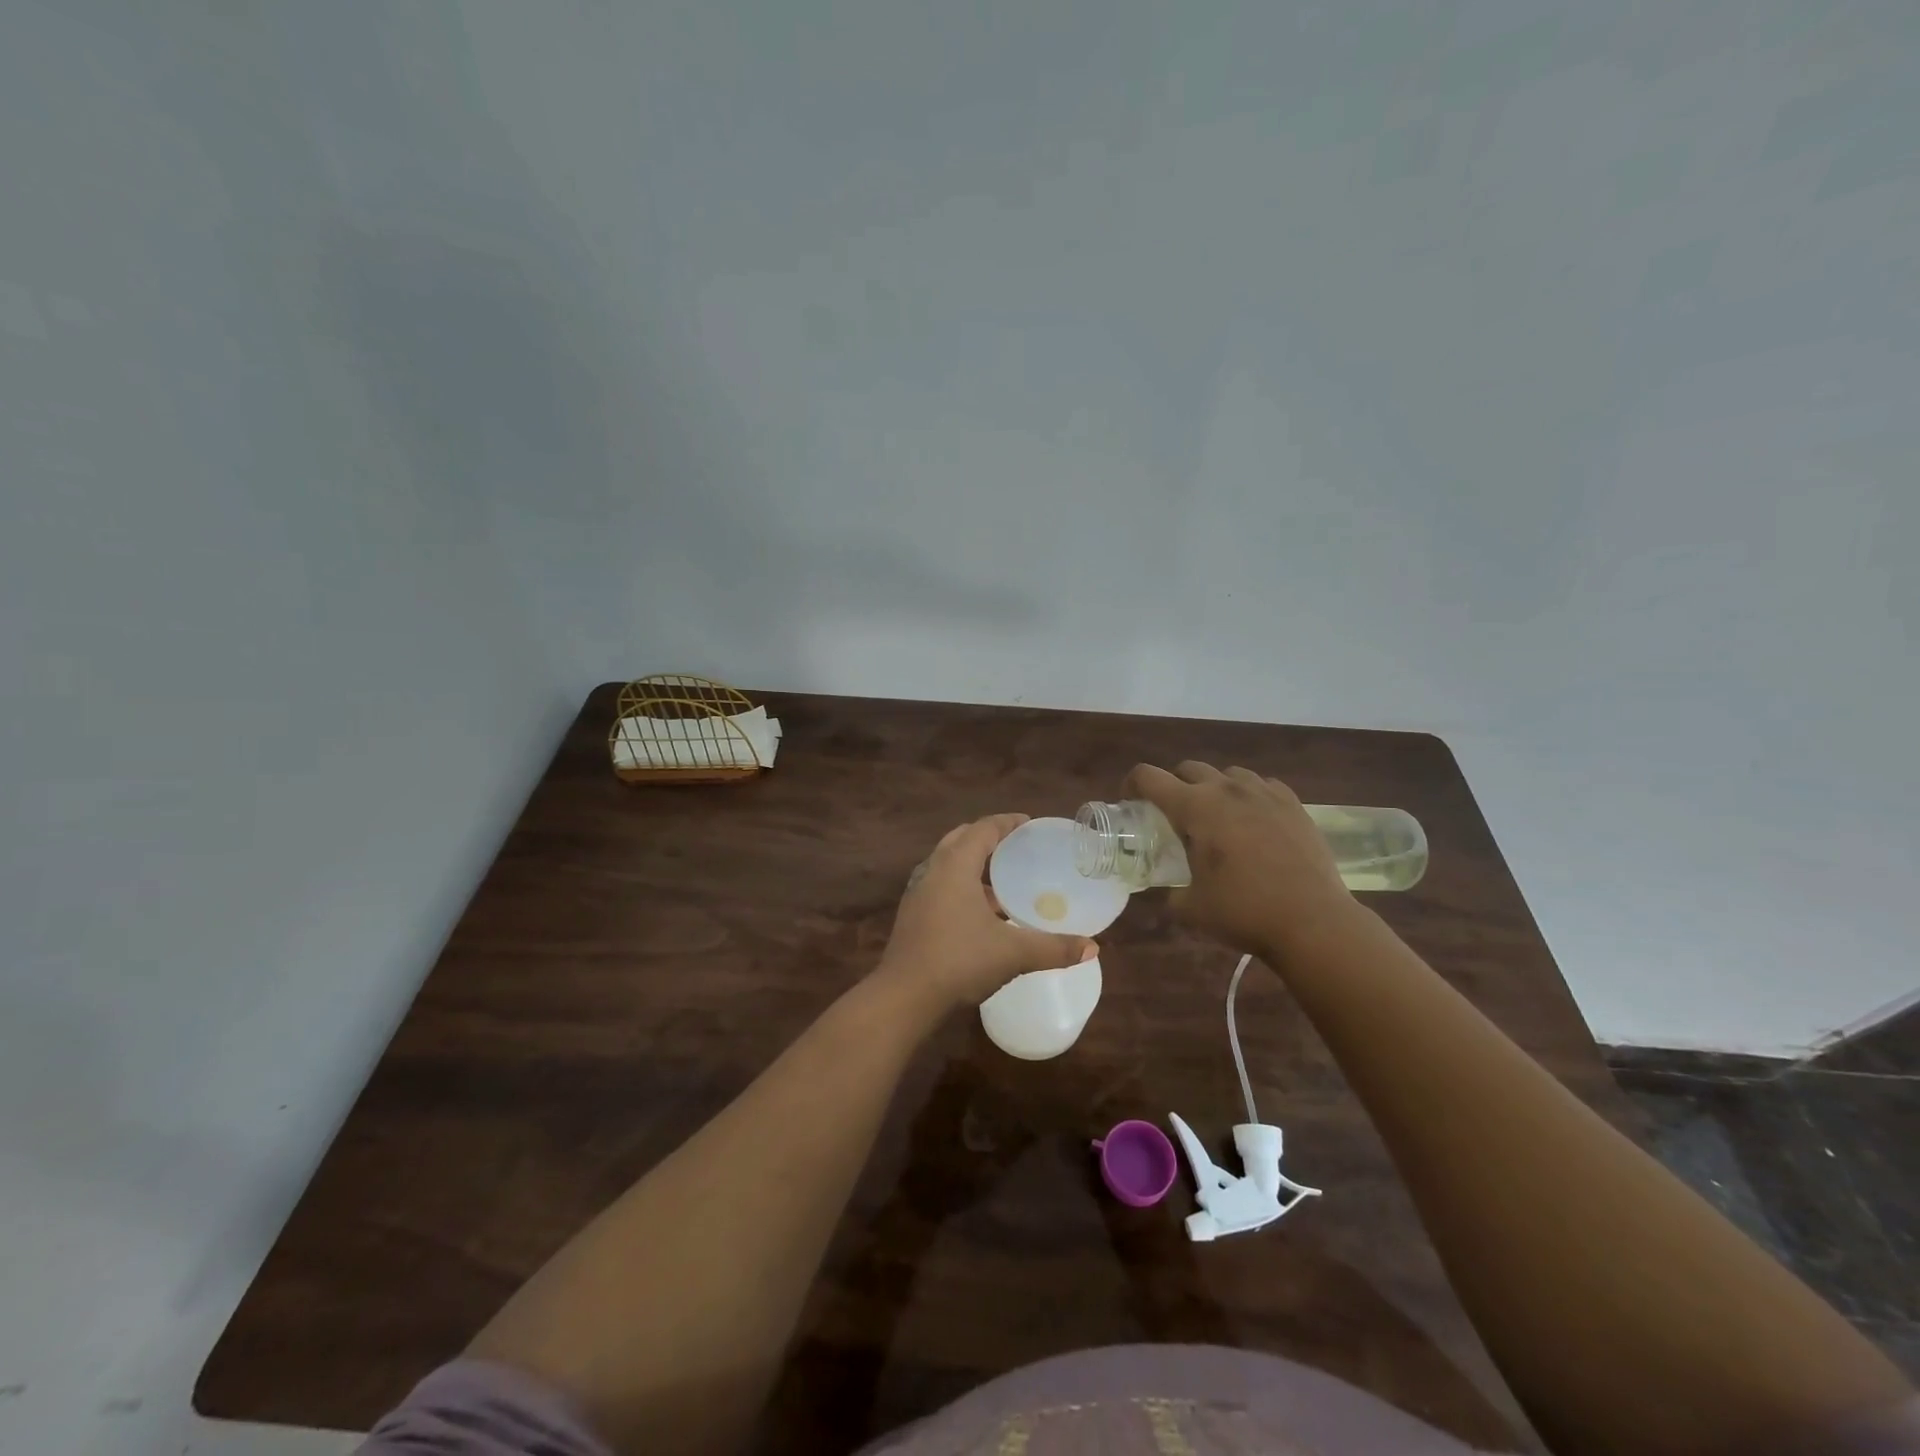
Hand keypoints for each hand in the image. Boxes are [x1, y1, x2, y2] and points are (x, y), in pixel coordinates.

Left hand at [876, 814, 1096, 1015]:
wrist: (904, 997)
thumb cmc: (959, 961)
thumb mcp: (1013, 953)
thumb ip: (1053, 948)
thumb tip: (1093, 948)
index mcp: (955, 865)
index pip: (983, 829)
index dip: (1007, 822)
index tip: (1028, 824)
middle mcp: (933, 870)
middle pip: (961, 839)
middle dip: (988, 838)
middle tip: (1016, 847)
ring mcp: (918, 893)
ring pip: (947, 864)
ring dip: (973, 865)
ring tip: (1002, 882)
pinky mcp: (912, 915)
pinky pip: (940, 886)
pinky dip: (961, 887)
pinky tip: (981, 914)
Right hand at [1124, 761, 1359, 956]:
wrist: (1314, 921)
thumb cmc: (1244, 911)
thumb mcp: (1191, 907)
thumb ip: (1171, 891)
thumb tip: (1169, 890)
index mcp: (1195, 807)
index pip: (1149, 777)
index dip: (1132, 784)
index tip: (1131, 803)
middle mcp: (1227, 789)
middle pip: (1188, 768)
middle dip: (1173, 786)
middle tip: (1173, 816)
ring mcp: (1263, 793)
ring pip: (1227, 773)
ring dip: (1213, 788)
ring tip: (1217, 818)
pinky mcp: (1293, 804)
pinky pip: (1262, 785)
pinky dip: (1249, 796)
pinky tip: (1253, 821)